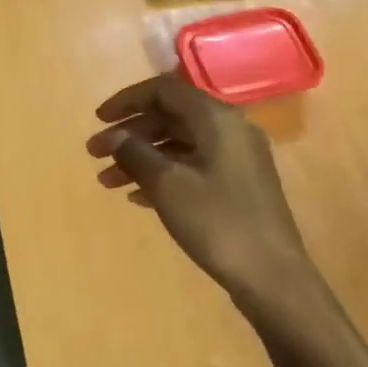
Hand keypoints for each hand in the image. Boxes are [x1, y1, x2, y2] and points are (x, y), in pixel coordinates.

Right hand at [88, 74, 318, 307]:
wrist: (273, 277)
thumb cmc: (218, 222)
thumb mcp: (168, 185)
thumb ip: (135, 153)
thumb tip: (113, 136)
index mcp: (217, 118)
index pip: (164, 90)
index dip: (127, 100)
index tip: (98, 120)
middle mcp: (230, 128)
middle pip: (171, 115)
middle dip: (130, 133)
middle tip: (95, 155)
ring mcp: (237, 157)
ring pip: (180, 143)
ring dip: (142, 157)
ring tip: (107, 182)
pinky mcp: (239, 184)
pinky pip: (193, 165)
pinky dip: (163, 174)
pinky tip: (137, 196)